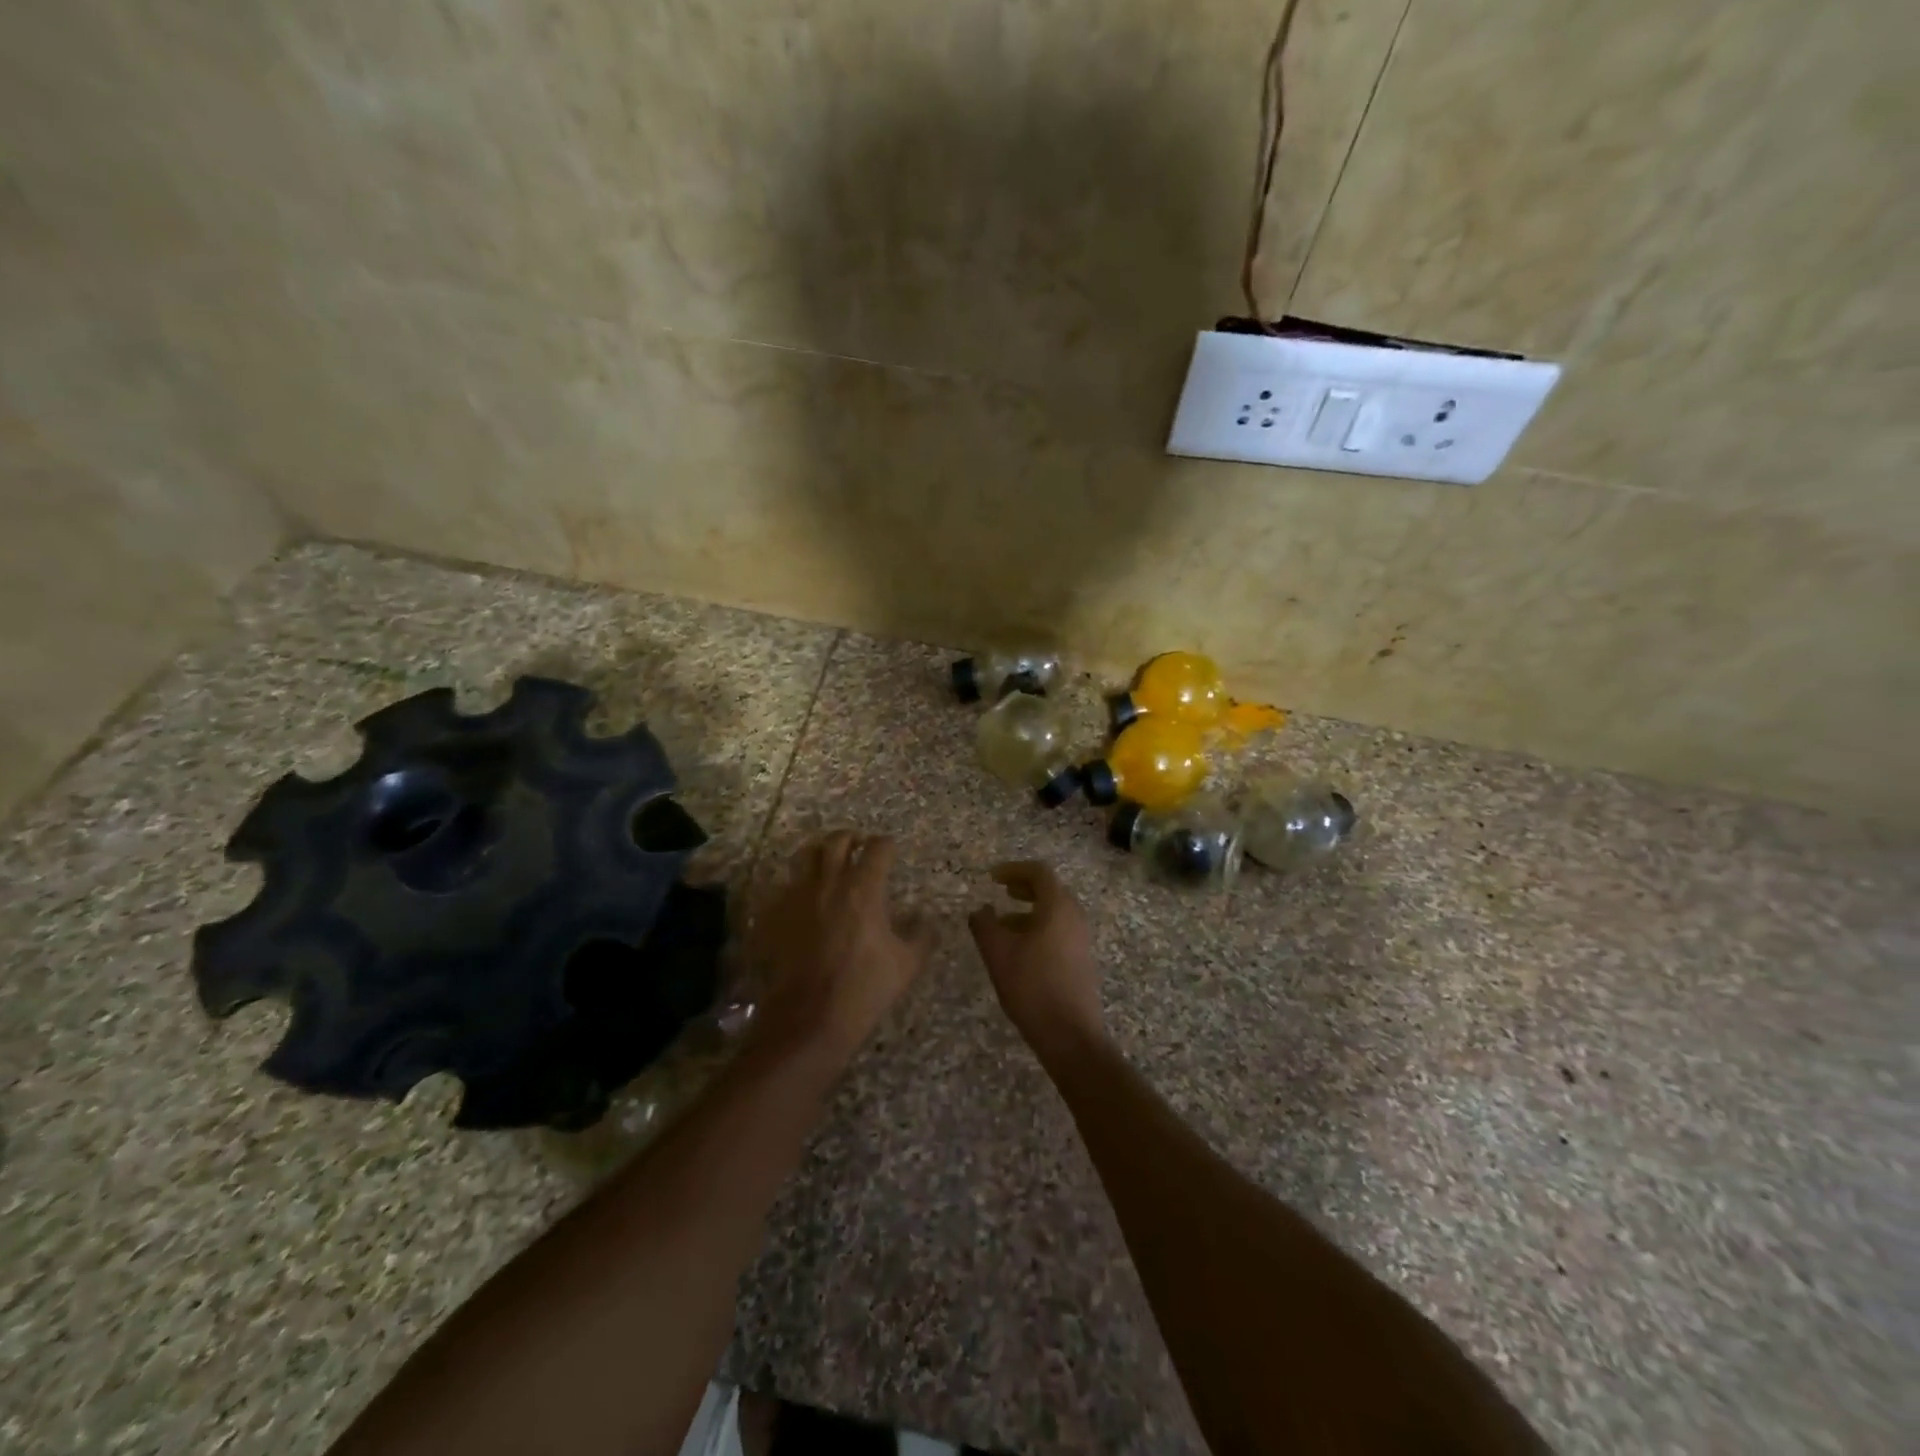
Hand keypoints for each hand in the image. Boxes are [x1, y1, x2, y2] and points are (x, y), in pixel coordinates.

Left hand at [746, 831, 931, 1064]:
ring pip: (806, 855)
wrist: (808, 1019)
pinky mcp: (774, 914)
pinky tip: (804, 897)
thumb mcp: (907, 964)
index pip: (878, 847)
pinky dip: (797, 883)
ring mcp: (797, 896)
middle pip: (837, 841)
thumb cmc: (863, 989)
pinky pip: (785, 885)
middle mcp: (829, 882)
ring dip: (820, 852)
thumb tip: (924, 917)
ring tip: (828, 862)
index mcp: (864, 888)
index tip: (891, 850)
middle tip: (859, 846)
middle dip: (851, 838)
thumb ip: (921, 934)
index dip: (887, 845)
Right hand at [969, 861, 1104, 1059]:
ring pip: (1054, 913)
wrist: (1070, 1034)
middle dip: (1024, 888)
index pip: (1039, 872)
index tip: (992, 878)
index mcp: (1058, 907)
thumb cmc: (1032, 986)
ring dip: (1029, 911)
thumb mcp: (998, 953)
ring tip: (1003, 925)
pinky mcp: (1082, 959)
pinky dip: (1039, 928)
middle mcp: (1075, 917)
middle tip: (1002, 892)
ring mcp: (1081, 939)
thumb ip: (984, 925)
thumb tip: (980, 910)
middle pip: (1050, 890)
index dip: (1014, 869)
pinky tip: (1019, 950)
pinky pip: (1059, 931)